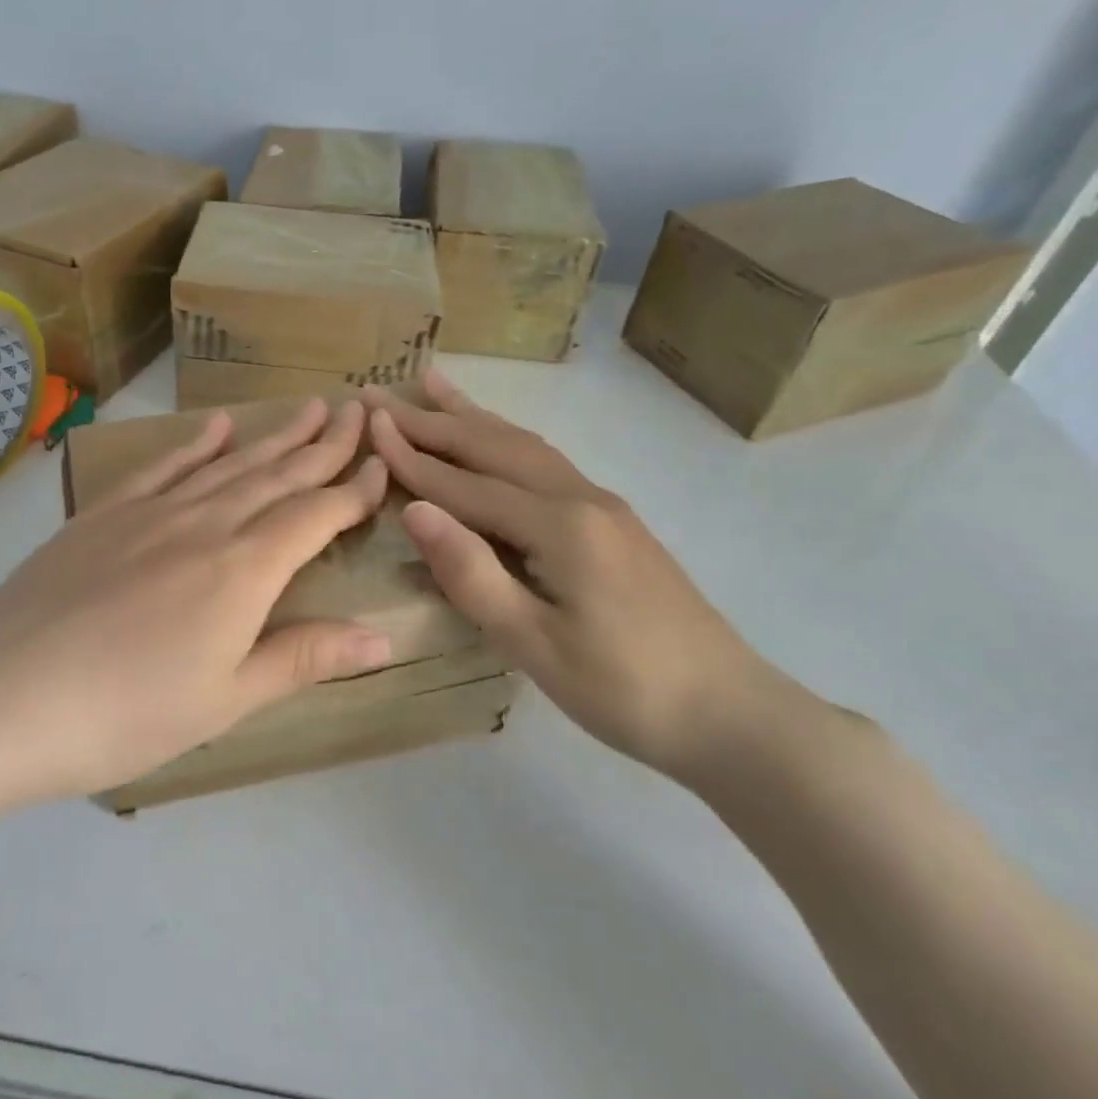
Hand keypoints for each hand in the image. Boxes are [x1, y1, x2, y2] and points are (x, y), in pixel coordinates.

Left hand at [0, 397, 392, 808]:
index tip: (382, 466)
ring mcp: (151, 513)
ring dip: (272, 436)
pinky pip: (163, 467)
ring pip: (228, 464)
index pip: (315, 516)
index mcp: (243, 570)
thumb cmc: (125, 712)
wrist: (3, 695)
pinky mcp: (105, 514)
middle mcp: (206, 525)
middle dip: (323, 446)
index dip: (354, 492)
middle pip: (277, 475)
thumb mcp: (226, 700)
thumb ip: (304, 657)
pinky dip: (195, 444)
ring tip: (307, 409)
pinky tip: (215, 426)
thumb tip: (384, 637)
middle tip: (357, 412)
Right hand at [365, 372, 769, 777]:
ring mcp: (601, 505)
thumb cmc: (624, 689)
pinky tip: (495, 436)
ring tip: (433, 385)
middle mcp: (580, 498)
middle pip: (493, 446)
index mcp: (558, 526)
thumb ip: (471, 573)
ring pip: (523, 446)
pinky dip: (505, 439)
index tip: (366, 422)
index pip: (465, 484)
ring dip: (472, 416)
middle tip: (381, 391)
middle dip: (432, 419)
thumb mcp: (534, 644)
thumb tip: (415, 510)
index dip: (412, 457)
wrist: (731, 713)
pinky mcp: (612, 521)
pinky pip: (544, 463)